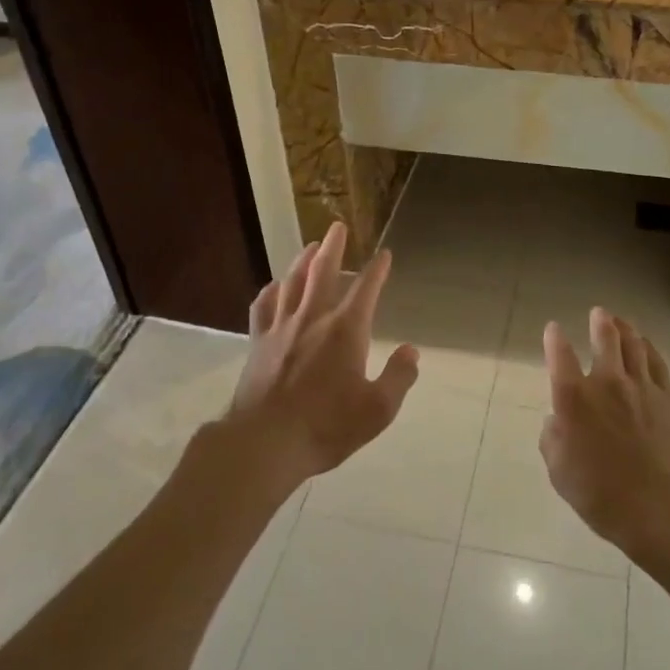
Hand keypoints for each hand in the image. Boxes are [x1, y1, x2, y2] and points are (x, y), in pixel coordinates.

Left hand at [227, 222, 418, 482]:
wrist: (264, 443)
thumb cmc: (326, 427)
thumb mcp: (377, 410)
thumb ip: (398, 378)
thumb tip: (411, 351)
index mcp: (345, 330)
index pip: (366, 288)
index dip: (378, 269)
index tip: (385, 254)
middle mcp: (313, 318)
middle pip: (323, 271)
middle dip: (333, 247)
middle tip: (337, 226)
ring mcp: (281, 328)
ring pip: (292, 282)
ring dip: (302, 260)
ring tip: (310, 246)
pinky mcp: (258, 343)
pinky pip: (262, 306)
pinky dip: (270, 291)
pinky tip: (273, 286)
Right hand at [539, 308, 669, 552]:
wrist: (658, 505)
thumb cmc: (600, 493)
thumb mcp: (559, 471)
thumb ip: (553, 439)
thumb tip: (557, 421)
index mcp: (573, 398)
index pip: (560, 355)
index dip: (554, 339)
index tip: (554, 329)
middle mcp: (606, 382)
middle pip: (605, 338)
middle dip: (599, 322)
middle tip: (598, 313)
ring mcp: (640, 386)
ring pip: (633, 344)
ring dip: (625, 329)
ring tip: (620, 321)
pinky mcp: (667, 397)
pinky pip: (657, 361)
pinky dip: (649, 347)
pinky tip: (646, 344)